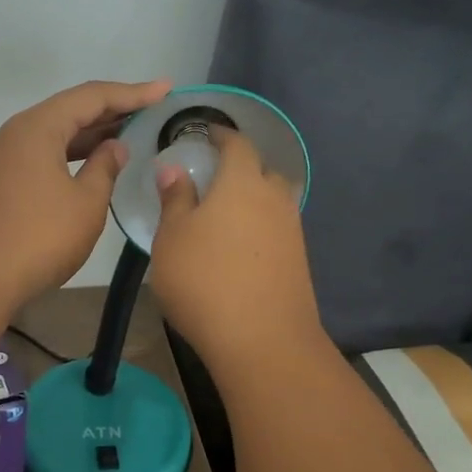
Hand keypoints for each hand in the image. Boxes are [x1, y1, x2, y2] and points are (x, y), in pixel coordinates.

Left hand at [0, 78, 172, 312]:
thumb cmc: (38, 238)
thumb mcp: (85, 204)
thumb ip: (104, 168)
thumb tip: (113, 148)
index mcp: (37, 127)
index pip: (91, 97)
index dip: (132, 93)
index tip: (165, 89)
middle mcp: (14, 134)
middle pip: (68, 111)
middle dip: (111, 110)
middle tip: (150, 111)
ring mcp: (0, 159)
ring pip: (52, 135)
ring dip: (88, 135)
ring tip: (126, 136)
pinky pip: (39, 156)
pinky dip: (67, 155)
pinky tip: (87, 166)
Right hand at [149, 126, 321, 364]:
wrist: (262, 339)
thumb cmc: (204, 280)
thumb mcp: (172, 238)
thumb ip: (175, 199)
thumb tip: (174, 169)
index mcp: (242, 182)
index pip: (237, 144)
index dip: (222, 135)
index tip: (207, 133)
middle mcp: (274, 198)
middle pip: (262, 170)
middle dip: (241, 167)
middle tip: (215, 177)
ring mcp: (292, 230)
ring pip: (273, 201)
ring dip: (253, 199)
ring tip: (226, 214)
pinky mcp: (299, 260)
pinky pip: (278, 228)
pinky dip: (260, 227)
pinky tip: (241, 247)